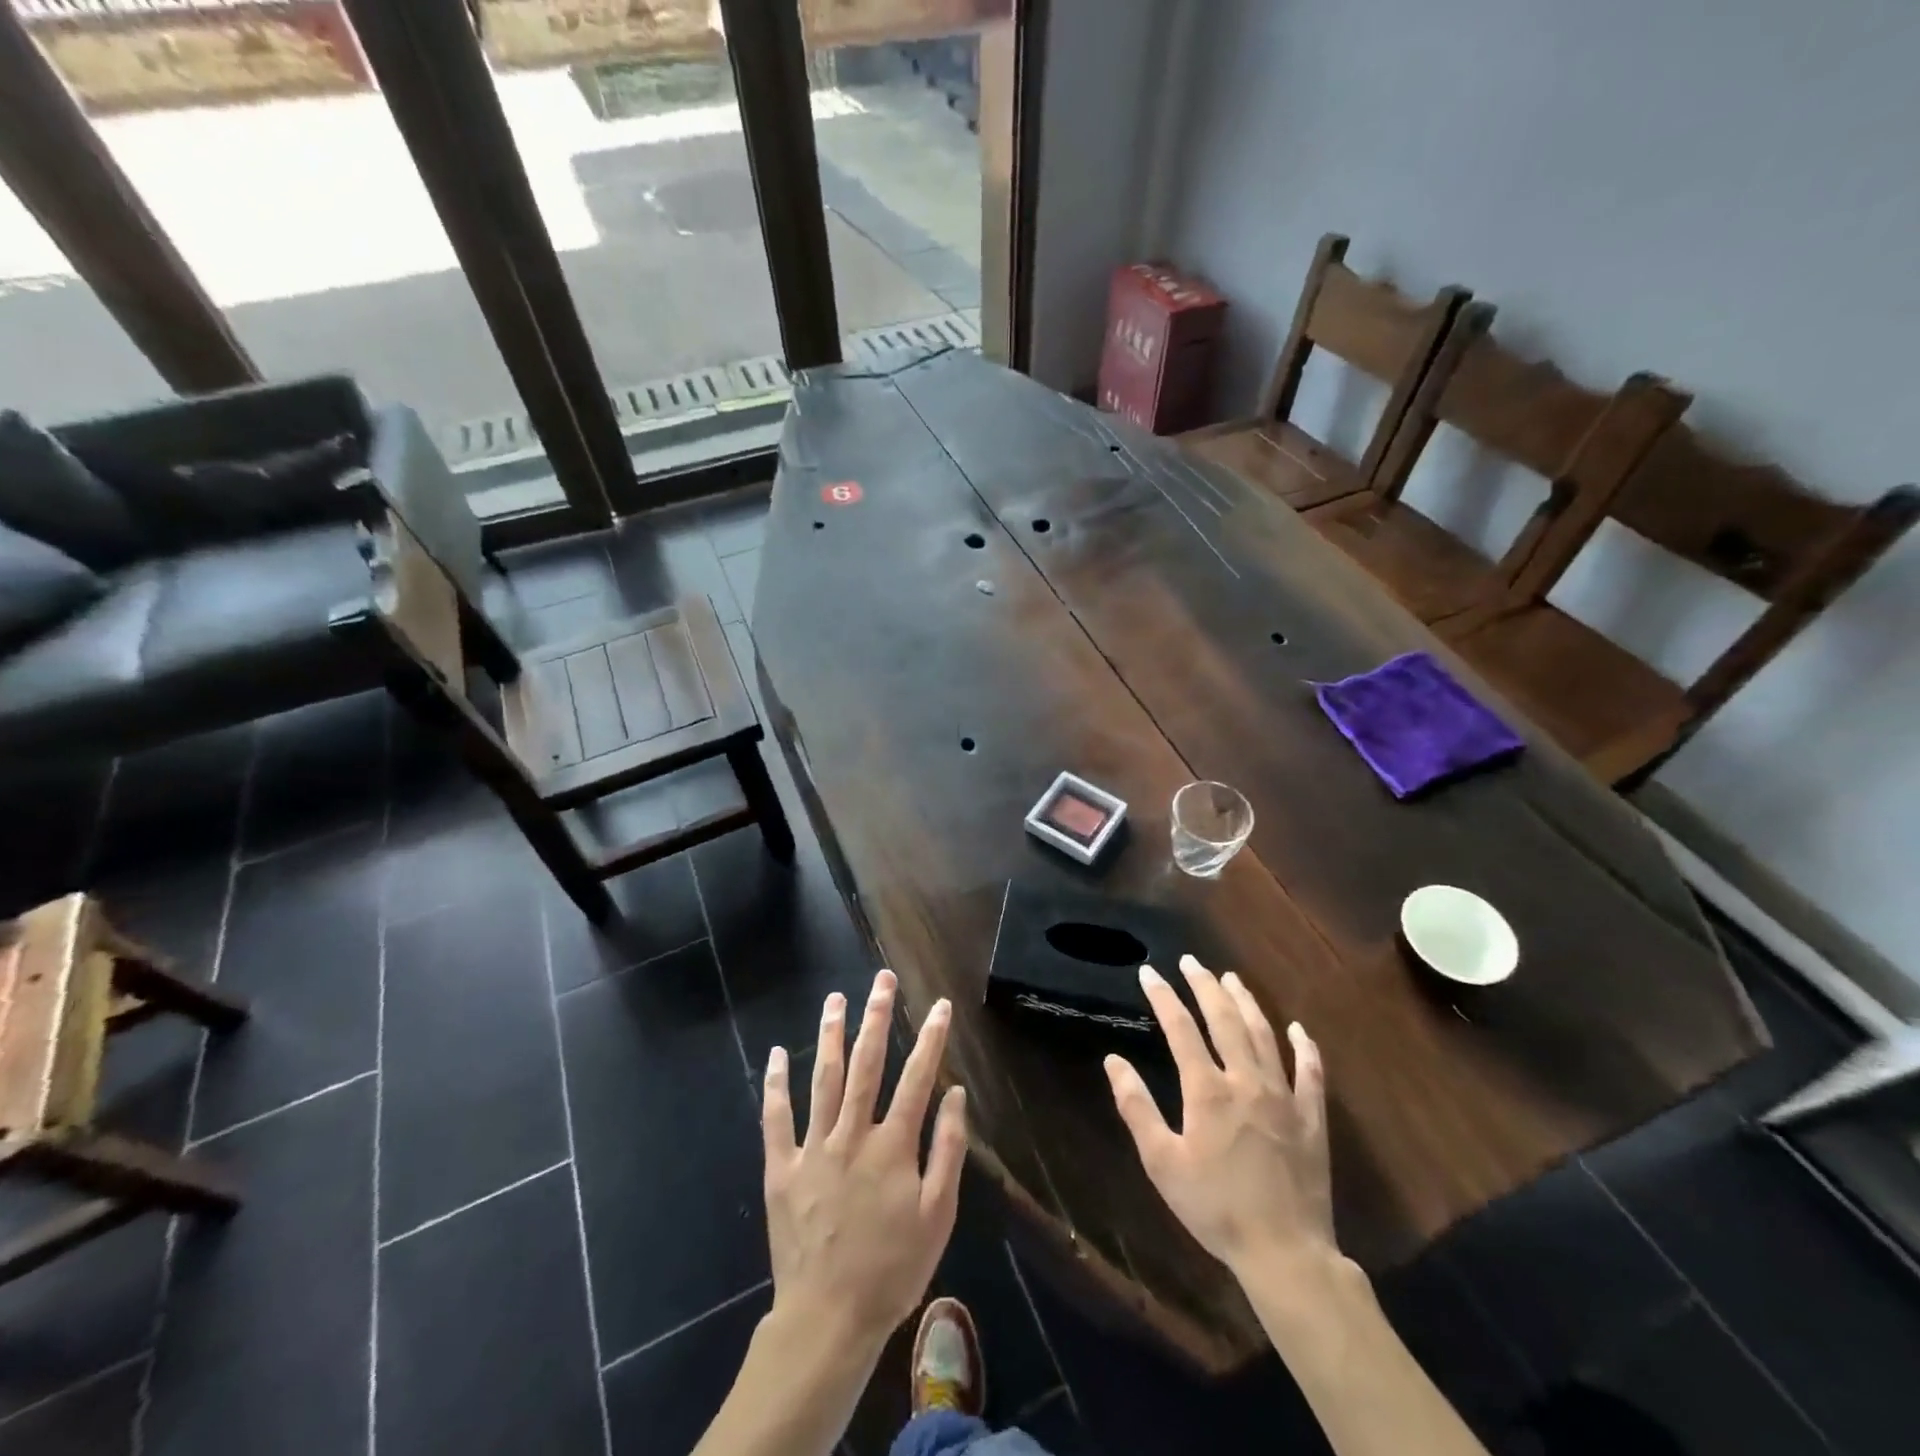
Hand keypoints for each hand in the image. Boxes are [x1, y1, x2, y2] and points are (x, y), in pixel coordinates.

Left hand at [761, 970, 967, 1351]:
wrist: (828, 1319)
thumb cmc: (892, 1270)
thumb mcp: (938, 1217)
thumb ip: (949, 1151)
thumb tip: (956, 1095)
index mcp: (893, 1146)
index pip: (916, 1078)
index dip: (931, 1038)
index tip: (940, 1005)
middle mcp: (852, 1135)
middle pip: (866, 1064)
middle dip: (876, 1017)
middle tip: (881, 980)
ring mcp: (813, 1149)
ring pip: (822, 1079)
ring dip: (830, 1035)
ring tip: (835, 998)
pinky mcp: (782, 1169)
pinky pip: (776, 1119)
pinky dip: (775, 1084)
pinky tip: (776, 1053)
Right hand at [1104, 954, 1332, 1279]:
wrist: (1285, 1252)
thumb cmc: (1215, 1208)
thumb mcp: (1162, 1162)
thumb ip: (1136, 1107)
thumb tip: (1113, 1061)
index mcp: (1207, 1090)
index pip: (1180, 1028)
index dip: (1163, 996)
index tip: (1149, 972)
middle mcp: (1246, 1081)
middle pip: (1224, 1020)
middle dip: (1205, 986)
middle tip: (1192, 962)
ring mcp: (1284, 1097)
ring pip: (1263, 1035)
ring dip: (1246, 1003)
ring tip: (1232, 978)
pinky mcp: (1311, 1118)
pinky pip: (1310, 1073)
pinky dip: (1304, 1047)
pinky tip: (1298, 1029)